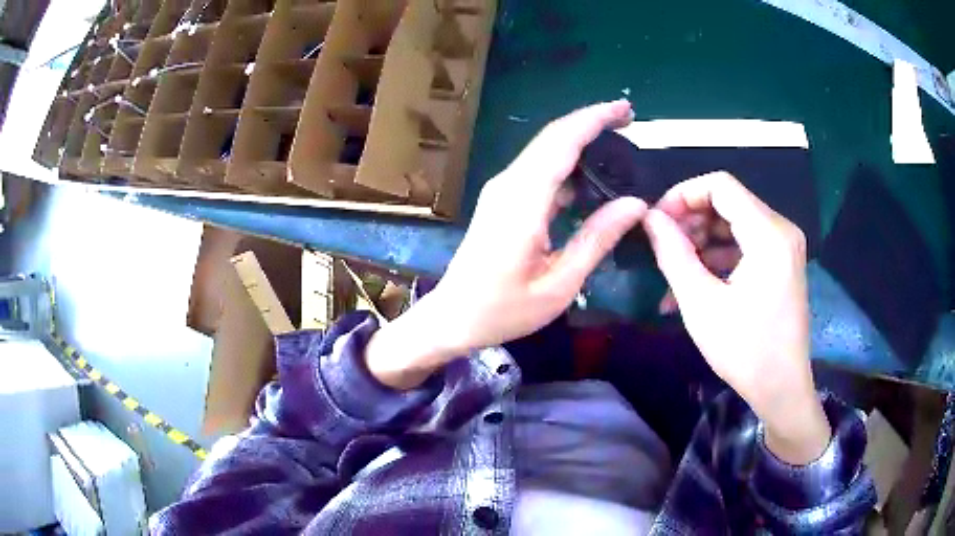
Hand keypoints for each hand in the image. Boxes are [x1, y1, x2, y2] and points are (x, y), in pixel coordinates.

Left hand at [366, 100, 647, 388]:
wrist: (452, 316)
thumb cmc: (503, 310)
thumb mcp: (559, 284)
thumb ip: (596, 239)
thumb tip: (635, 203)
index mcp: (523, 203)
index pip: (561, 143)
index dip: (594, 120)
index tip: (624, 109)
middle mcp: (508, 185)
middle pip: (552, 137)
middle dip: (590, 121)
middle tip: (627, 119)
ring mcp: (501, 189)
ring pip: (544, 150)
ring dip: (579, 139)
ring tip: (616, 145)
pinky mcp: (500, 198)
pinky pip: (537, 168)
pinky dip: (566, 162)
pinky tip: (588, 177)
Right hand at [643, 172, 829, 464]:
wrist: (782, 388)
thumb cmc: (745, 350)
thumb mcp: (701, 304)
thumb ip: (673, 254)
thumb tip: (650, 218)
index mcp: (768, 234)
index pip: (720, 185)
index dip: (683, 195)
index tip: (657, 221)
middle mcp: (781, 230)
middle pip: (728, 202)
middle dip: (691, 220)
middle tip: (662, 248)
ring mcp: (784, 246)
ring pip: (734, 223)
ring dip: (701, 241)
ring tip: (673, 272)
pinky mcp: (782, 262)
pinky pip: (745, 244)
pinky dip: (718, 257)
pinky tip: (694, 283)